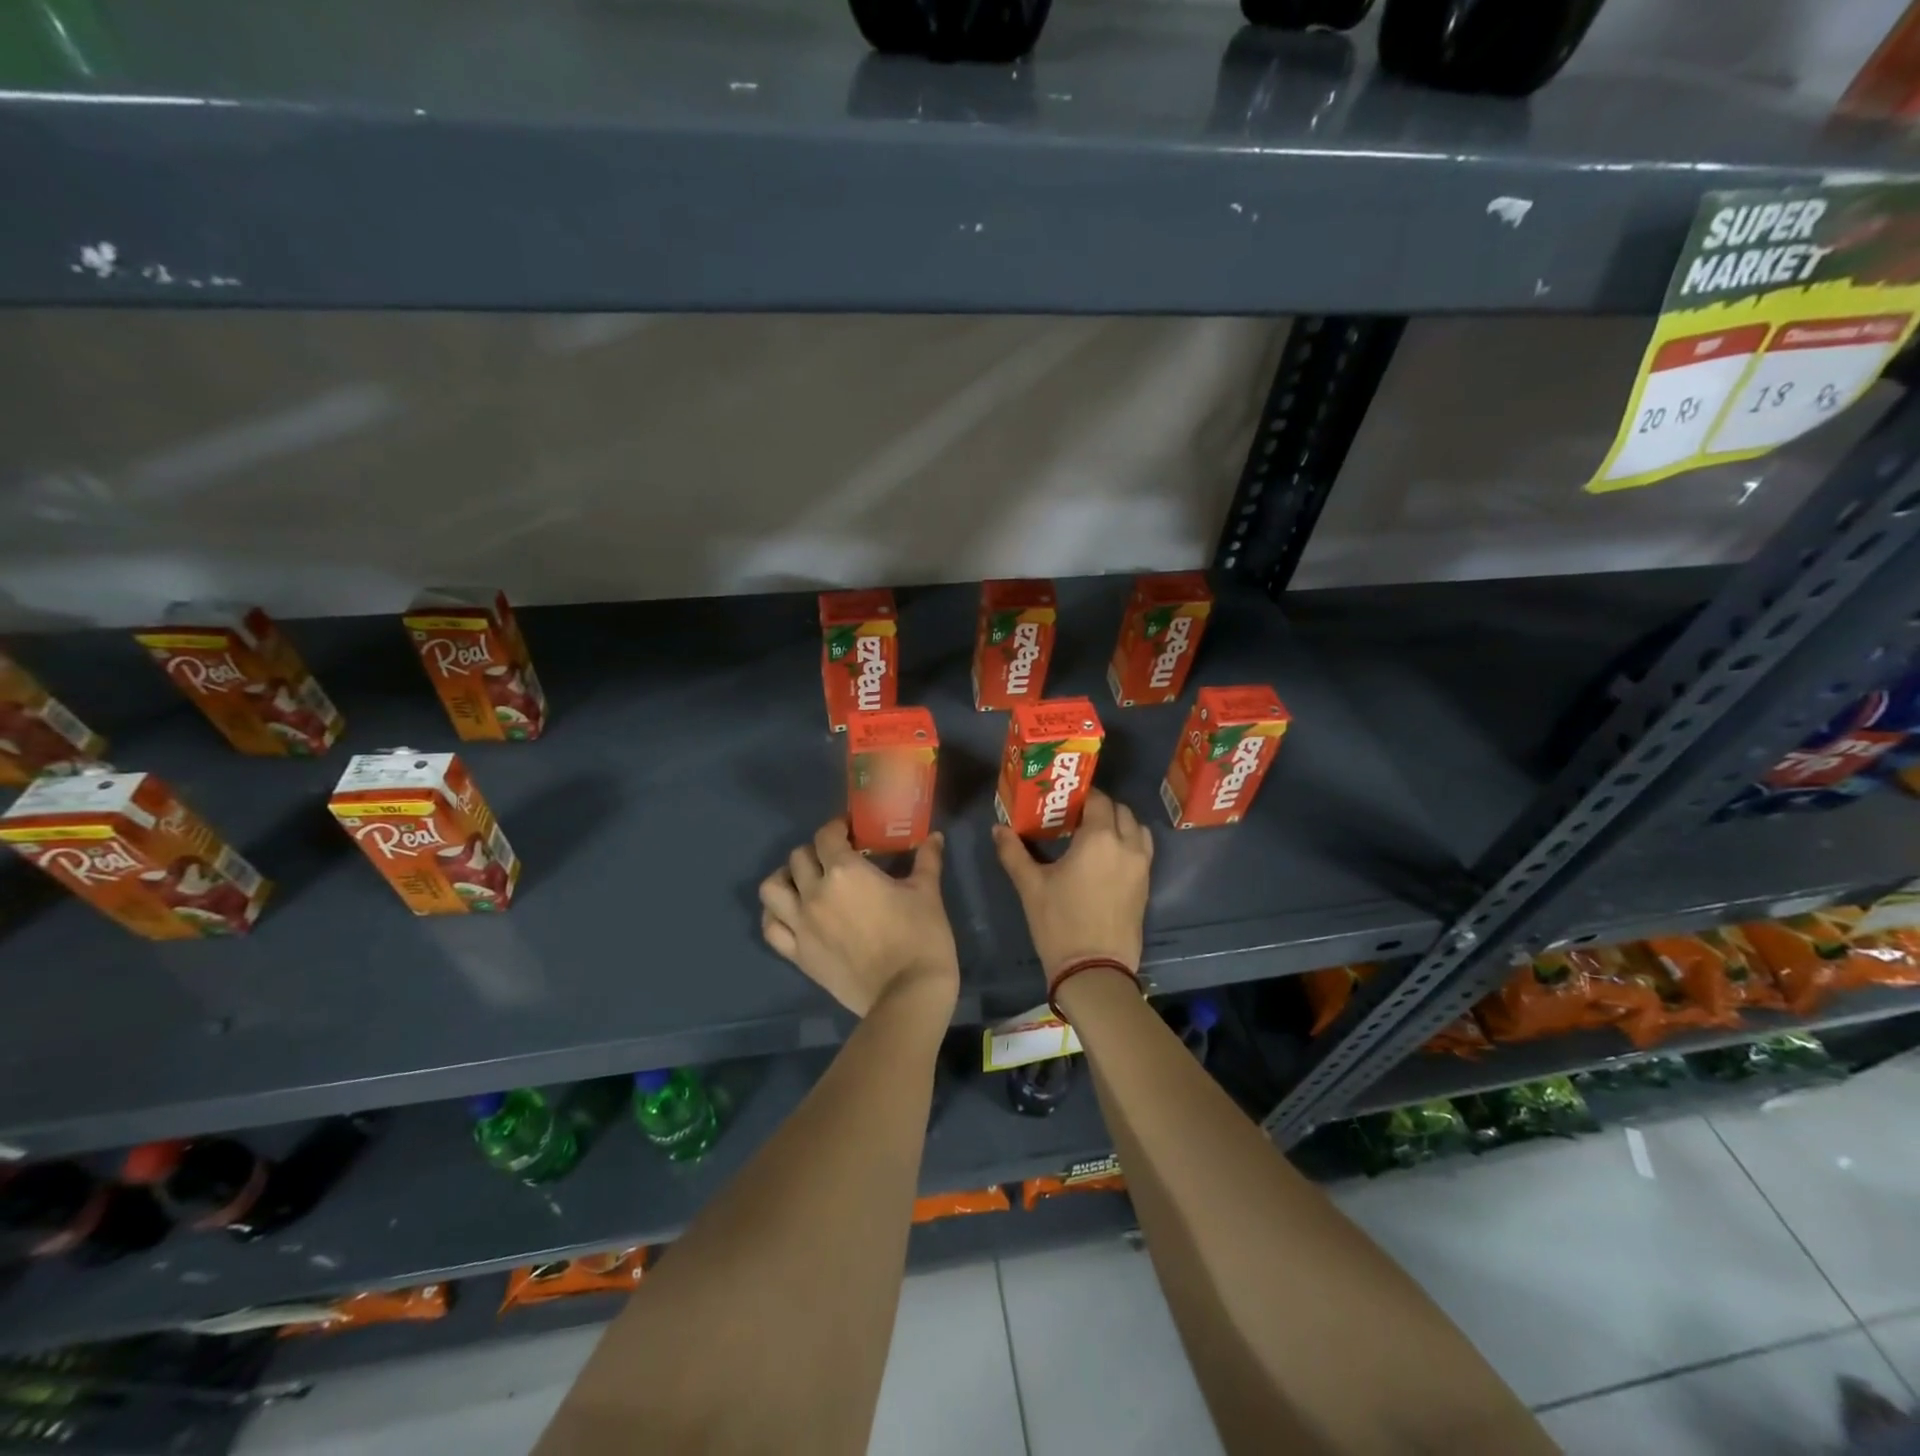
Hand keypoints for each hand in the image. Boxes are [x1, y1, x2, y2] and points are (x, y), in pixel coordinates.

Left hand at [758, 819, 958, 1016]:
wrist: (908, 995)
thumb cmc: (921, 937)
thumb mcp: (927, 892)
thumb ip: (927, 860)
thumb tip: (935, 837)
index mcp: (846, 872)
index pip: (826, 836)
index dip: (837, 828)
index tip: (851, 832)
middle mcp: (815, 893)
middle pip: (798, 857)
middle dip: (816, 852)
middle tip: (836, 859)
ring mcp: (802, 926)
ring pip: (772, 889)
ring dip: (785, 878)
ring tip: (804, 882)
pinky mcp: (798, 954)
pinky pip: (770, 928)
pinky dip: (775, 915)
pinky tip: (792, 913)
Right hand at [992, 789, 1152, 990]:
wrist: (1094, 970)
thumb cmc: (1059, 923)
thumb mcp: (1030, 886)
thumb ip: (1013, 852)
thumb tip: (998, 828)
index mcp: (1099, 838)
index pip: (1098, 799)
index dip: (1081, 795)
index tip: (1062, 802)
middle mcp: (1126, 845)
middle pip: (1120, 810)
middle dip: (1100, 808)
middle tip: (1075, 818)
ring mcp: (1141, 866)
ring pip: (1137, 829)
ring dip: (1119, 824)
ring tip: (1094, 836)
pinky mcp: (1146, 885)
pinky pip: (1142, 850)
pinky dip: (1129, 843)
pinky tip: (1106, 859)